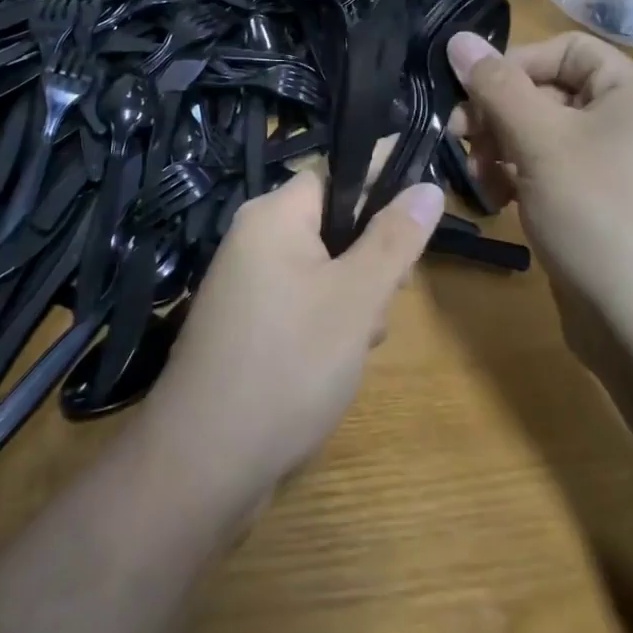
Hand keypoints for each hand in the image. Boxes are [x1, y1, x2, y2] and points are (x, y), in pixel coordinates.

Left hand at [144, 169, 444, 520]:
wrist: (205, 462)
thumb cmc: (290, 365)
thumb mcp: (357, 298)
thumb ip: (395, 239)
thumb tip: (427, 185)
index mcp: (273, 214)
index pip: (337, 170)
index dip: (383, 177)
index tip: (426, 198)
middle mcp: (254, 238)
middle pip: (333, 221)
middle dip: (372, 255)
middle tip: (392, 296)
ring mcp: (246, 282)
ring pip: (323, 266)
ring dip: (355, 295)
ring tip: (361, 342)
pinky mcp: (246, 322)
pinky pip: (302, 298)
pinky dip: (329, 319)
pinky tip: (339, 360)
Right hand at [447, 30, 632, 373]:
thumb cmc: (598, 214)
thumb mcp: (540, 141)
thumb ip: (496, 87)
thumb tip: (458, 39)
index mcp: (632, 93)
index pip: (564, 50)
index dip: (513, 65)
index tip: (470, 96)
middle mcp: (629, 122)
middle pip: (548, 93)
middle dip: (498, 115)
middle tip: (459, 141)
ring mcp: (615, 168)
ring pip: (542, 136)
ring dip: (500, 151)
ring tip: (478, 182)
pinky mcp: (598, 206)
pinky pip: (550, 173)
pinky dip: (519, 180)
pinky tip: (498, 205)